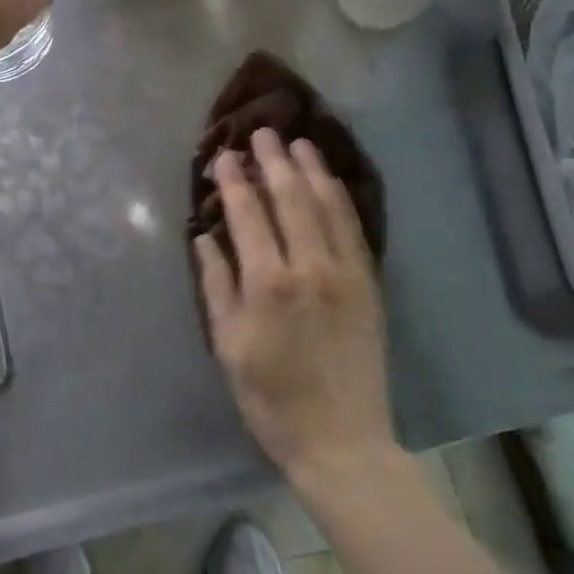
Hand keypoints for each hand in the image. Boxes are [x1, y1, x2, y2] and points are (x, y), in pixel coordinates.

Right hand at [194, 128, 394, 487]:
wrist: (341, 441)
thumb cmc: (271, 397)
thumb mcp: (228, 344)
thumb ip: (216, 284)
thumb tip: (206, 237)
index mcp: (268, 282)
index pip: (248, 214)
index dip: (234, 181)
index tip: (223, 156)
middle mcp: (309, 266)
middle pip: (289, 198)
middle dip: (273, 161)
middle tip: (261, 132)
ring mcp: (344, 272)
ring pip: (326, 206)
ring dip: (310, 169)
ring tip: (298, 142)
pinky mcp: (368, 284)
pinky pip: (353, 229)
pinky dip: (340, 199)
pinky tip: (330, 181)